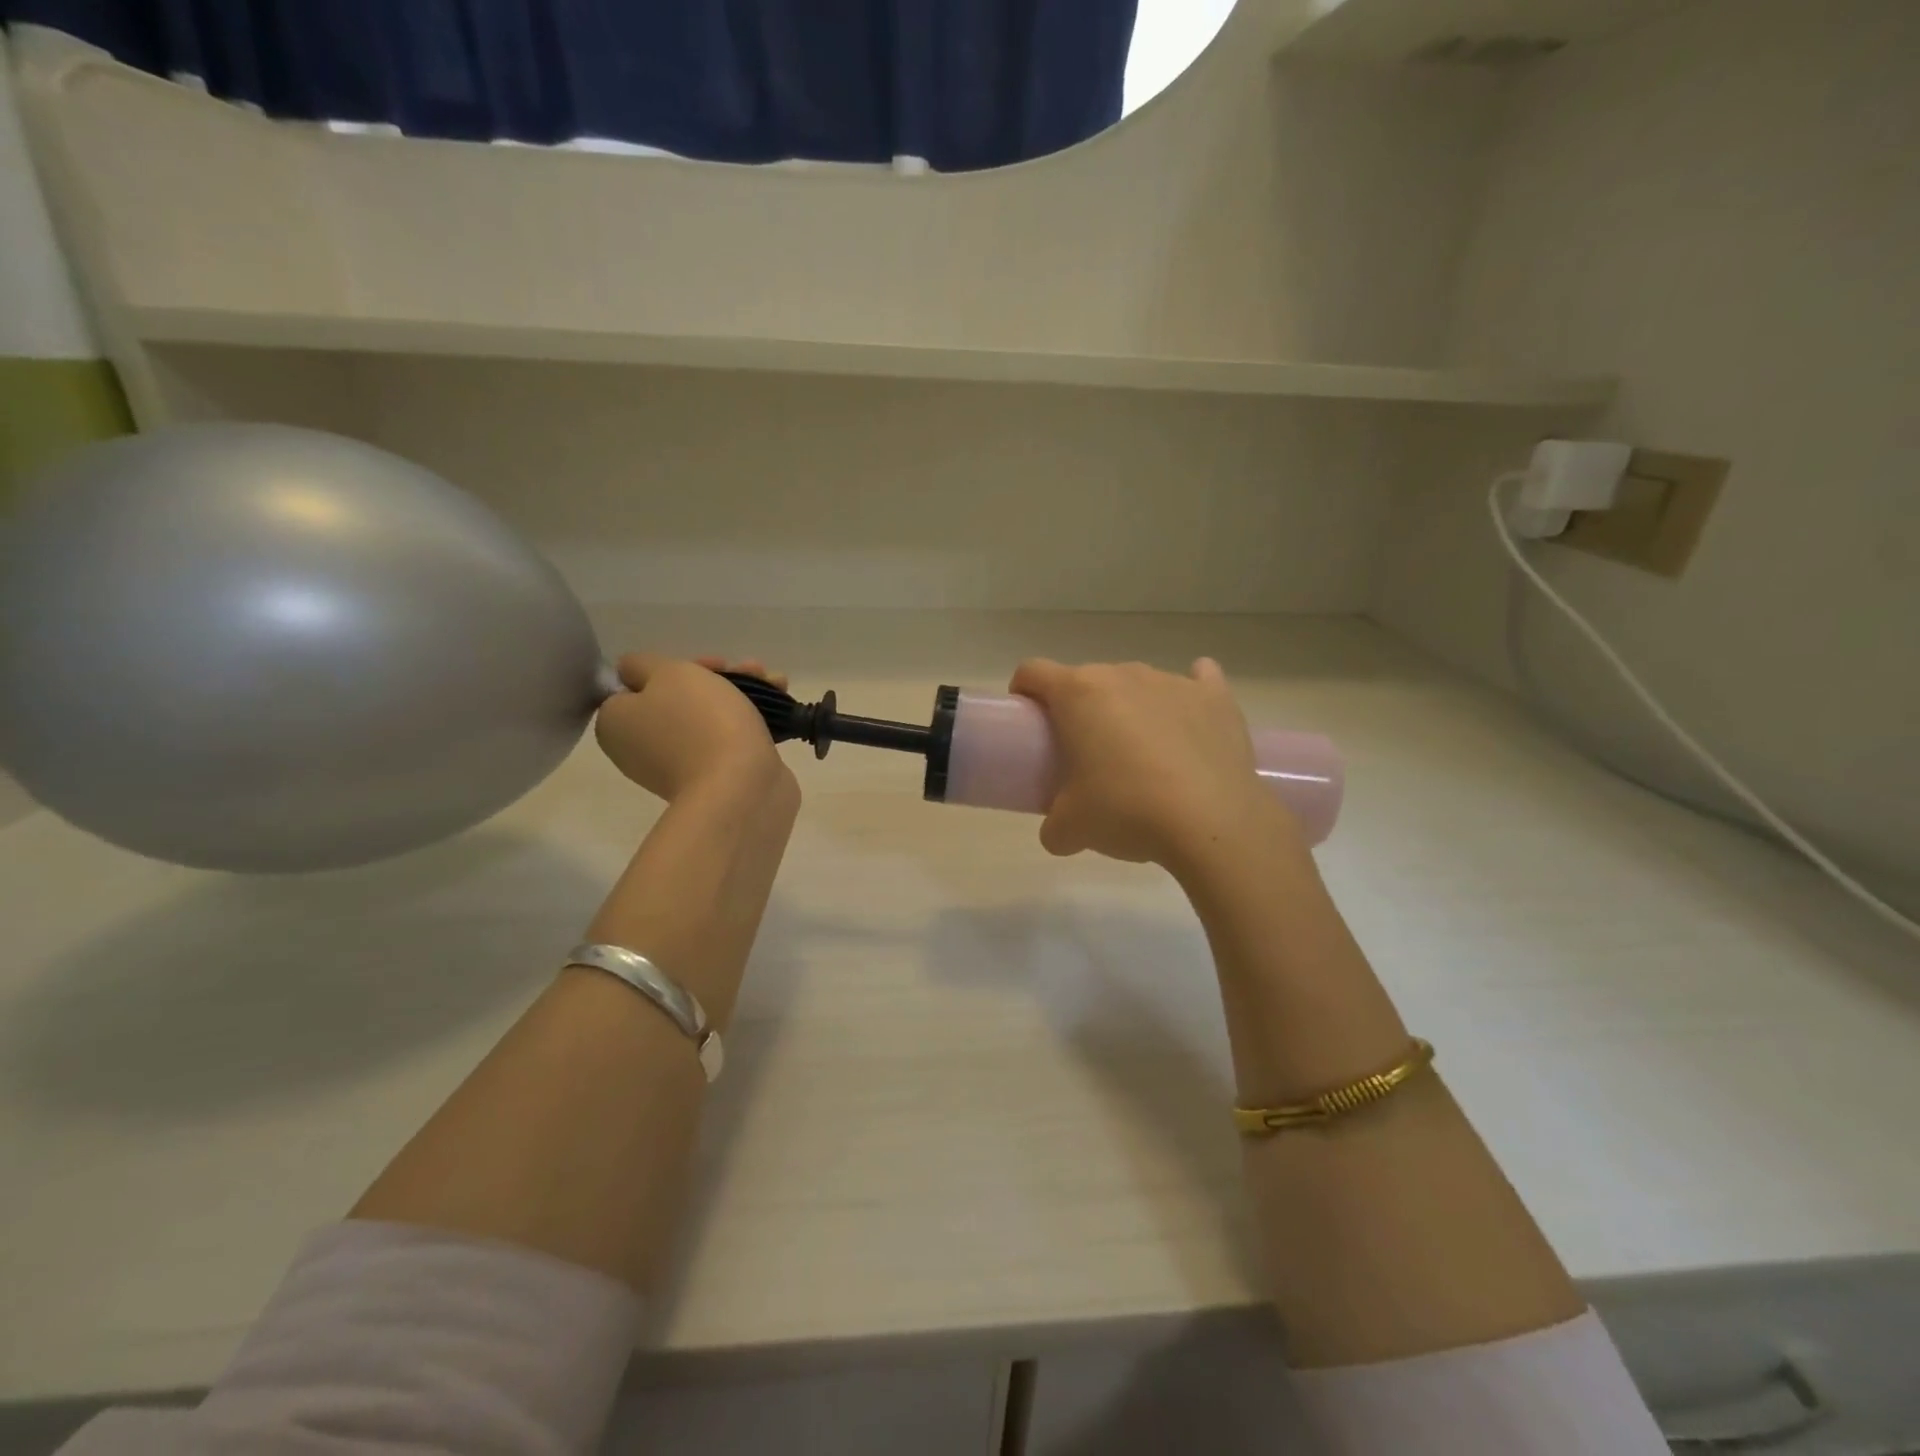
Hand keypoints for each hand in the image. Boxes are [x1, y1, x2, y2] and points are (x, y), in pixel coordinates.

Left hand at [595, 655, 792, 801]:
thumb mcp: (667, 673)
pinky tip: (780, 702)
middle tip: (750, 669)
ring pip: (708, 715)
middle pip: (678, 698)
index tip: (710, 664)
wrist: (741, 788)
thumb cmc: (700, 723)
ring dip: (742, 692)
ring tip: (776, 681)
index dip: (675, 668)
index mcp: (617, 724)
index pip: (637, 686)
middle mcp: (641, 747)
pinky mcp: (715, 778)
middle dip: (719, 678)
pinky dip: (751, 718)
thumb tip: (633, 674)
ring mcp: (679, 766)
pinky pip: (728, 738)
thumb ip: (643, 664)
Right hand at [1009, 657, 1292, 869]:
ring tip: (1141, 754)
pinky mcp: (1216, 698)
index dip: (1024, 691)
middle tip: (1085, 753)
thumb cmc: (1126, 811)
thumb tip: (1058, 832)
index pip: (1033, 672)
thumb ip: (1053, 825)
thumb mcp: (1070, 829)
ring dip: (1129, 708)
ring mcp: (1173, 682)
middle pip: (1087, 679)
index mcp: (1078, 694)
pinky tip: (1188, 720)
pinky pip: (1199, 680)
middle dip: (1081, 709)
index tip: (1030, 720)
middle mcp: (1123, 675)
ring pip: (1137, 684)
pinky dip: (1188, 695)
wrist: (1212, 823)